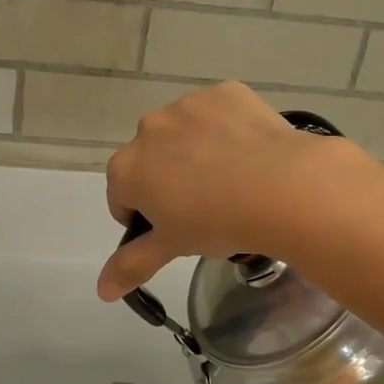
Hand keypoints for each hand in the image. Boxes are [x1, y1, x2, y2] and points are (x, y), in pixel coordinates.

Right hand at [97, 81, 371, 300]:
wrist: (281, 188)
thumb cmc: (217, 223)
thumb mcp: (172, 248)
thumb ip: (131, 266)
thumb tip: (102, 291)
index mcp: (127, 168)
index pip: (123, 196)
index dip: (145, 217)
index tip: (174, 229)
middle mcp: (148, 129)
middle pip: (151, 160)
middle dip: (168, 179)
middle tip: (206, 206)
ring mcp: (187, 105)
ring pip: (184, 133)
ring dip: (196, 151)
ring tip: (233, 179)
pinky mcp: (225, 92)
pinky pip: (218, 113)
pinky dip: (227, 129)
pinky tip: (250, 152)